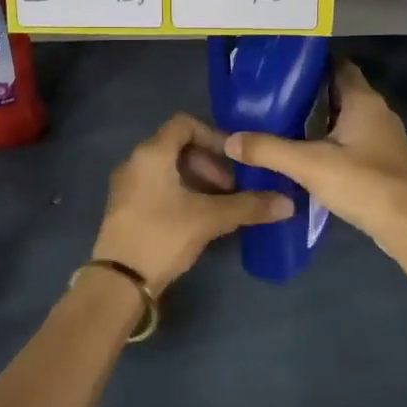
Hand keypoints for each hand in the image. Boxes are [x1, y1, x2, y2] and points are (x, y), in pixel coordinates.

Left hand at [92, 114, 293, 292]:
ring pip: (169, 169)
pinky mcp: (127, 208)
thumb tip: (288, 202)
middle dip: (210, 163)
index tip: (234, 158)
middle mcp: (136, 162)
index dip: (213, 136)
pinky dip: (182, 193)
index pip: (184, 124)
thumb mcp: (209, 219)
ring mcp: (128, 186)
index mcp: (152, 153)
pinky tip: (199, 218)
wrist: (118, 282)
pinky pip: (159, 187)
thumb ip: (248, 206)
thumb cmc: (162, 236)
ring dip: (198, 180)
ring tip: (220, 205)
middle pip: (178, 147)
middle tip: (230, 188)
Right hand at [224, 61, 406, 248]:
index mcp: (363, 101)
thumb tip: (230, 139)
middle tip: (273, 99)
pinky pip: (353, 141)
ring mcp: (384, 138)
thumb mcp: (309, 164)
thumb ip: (268, 150)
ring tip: (283, 125)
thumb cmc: (363, 183)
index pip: (338, 66)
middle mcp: (378, 112)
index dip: (312, 64)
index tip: (282, 69)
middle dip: (310, 95)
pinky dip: (331, 142)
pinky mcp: (384, 162)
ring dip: (320, 121)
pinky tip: (309, 155)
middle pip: (340, 93)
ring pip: (346, 119)